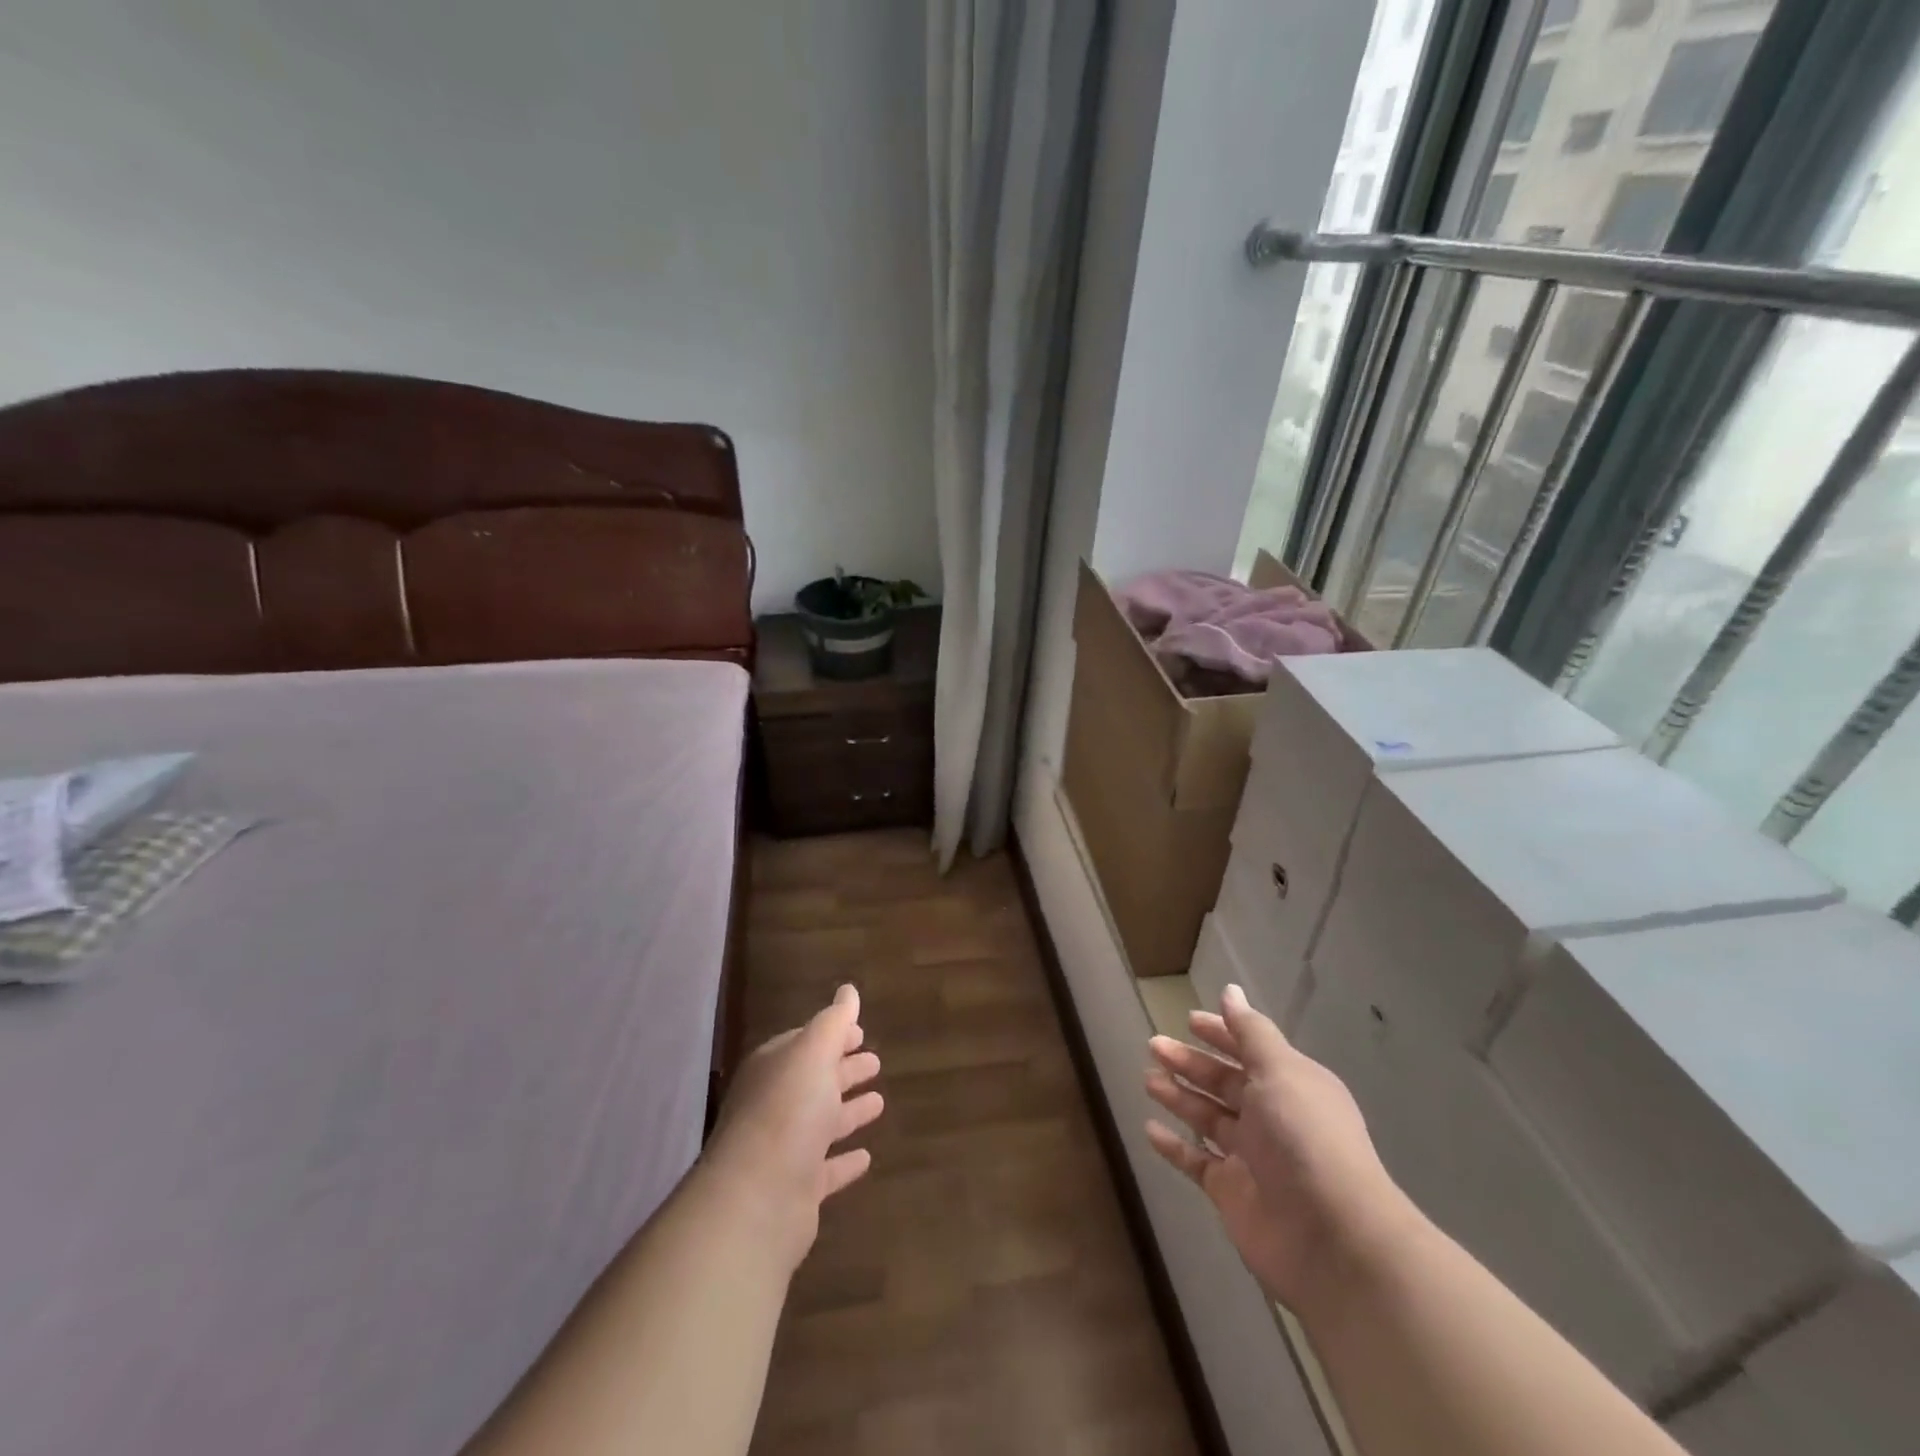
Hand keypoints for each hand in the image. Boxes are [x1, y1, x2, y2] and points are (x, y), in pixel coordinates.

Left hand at [706, 984, 883, 1270]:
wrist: (756, 1200)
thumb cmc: (787, 1112)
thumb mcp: (813, 1053)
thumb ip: (833, 1021)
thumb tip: (848, 990)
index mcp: (774, 1069)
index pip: (805, 1044)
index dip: (833, 1035)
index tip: (861, 1031)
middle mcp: (775, 1105)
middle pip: (815, 1081)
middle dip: (843, 1069)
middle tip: (876, 1062)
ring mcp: (784, 1149)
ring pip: (822, 1123)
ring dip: (848, 1112)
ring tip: (879, 1101)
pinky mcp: (796, 1190)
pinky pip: (826, 1169)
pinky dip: (844, 1160)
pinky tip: (866, 1157)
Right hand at [1144, 984, 1413, 1314]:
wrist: (1332, 1238)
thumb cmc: (1305, 1138)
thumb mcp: (1280, 1071)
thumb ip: (1251, 1032)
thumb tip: (1230, 991)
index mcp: (1290, 1084)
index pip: (1249, 1049)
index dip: (1221, 1033)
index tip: (1189, 1019)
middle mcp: (1272, 1116)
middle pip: (1224, 1081)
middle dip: (1190, 1062)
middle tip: (1153, 1046)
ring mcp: (1252, 1157)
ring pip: (1208, 1117)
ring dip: (1179, 1097)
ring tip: (1148, 1080)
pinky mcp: (1232, 1192)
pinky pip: (1197, 1162)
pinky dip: (1174, 1146)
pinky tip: (1150, 1129)